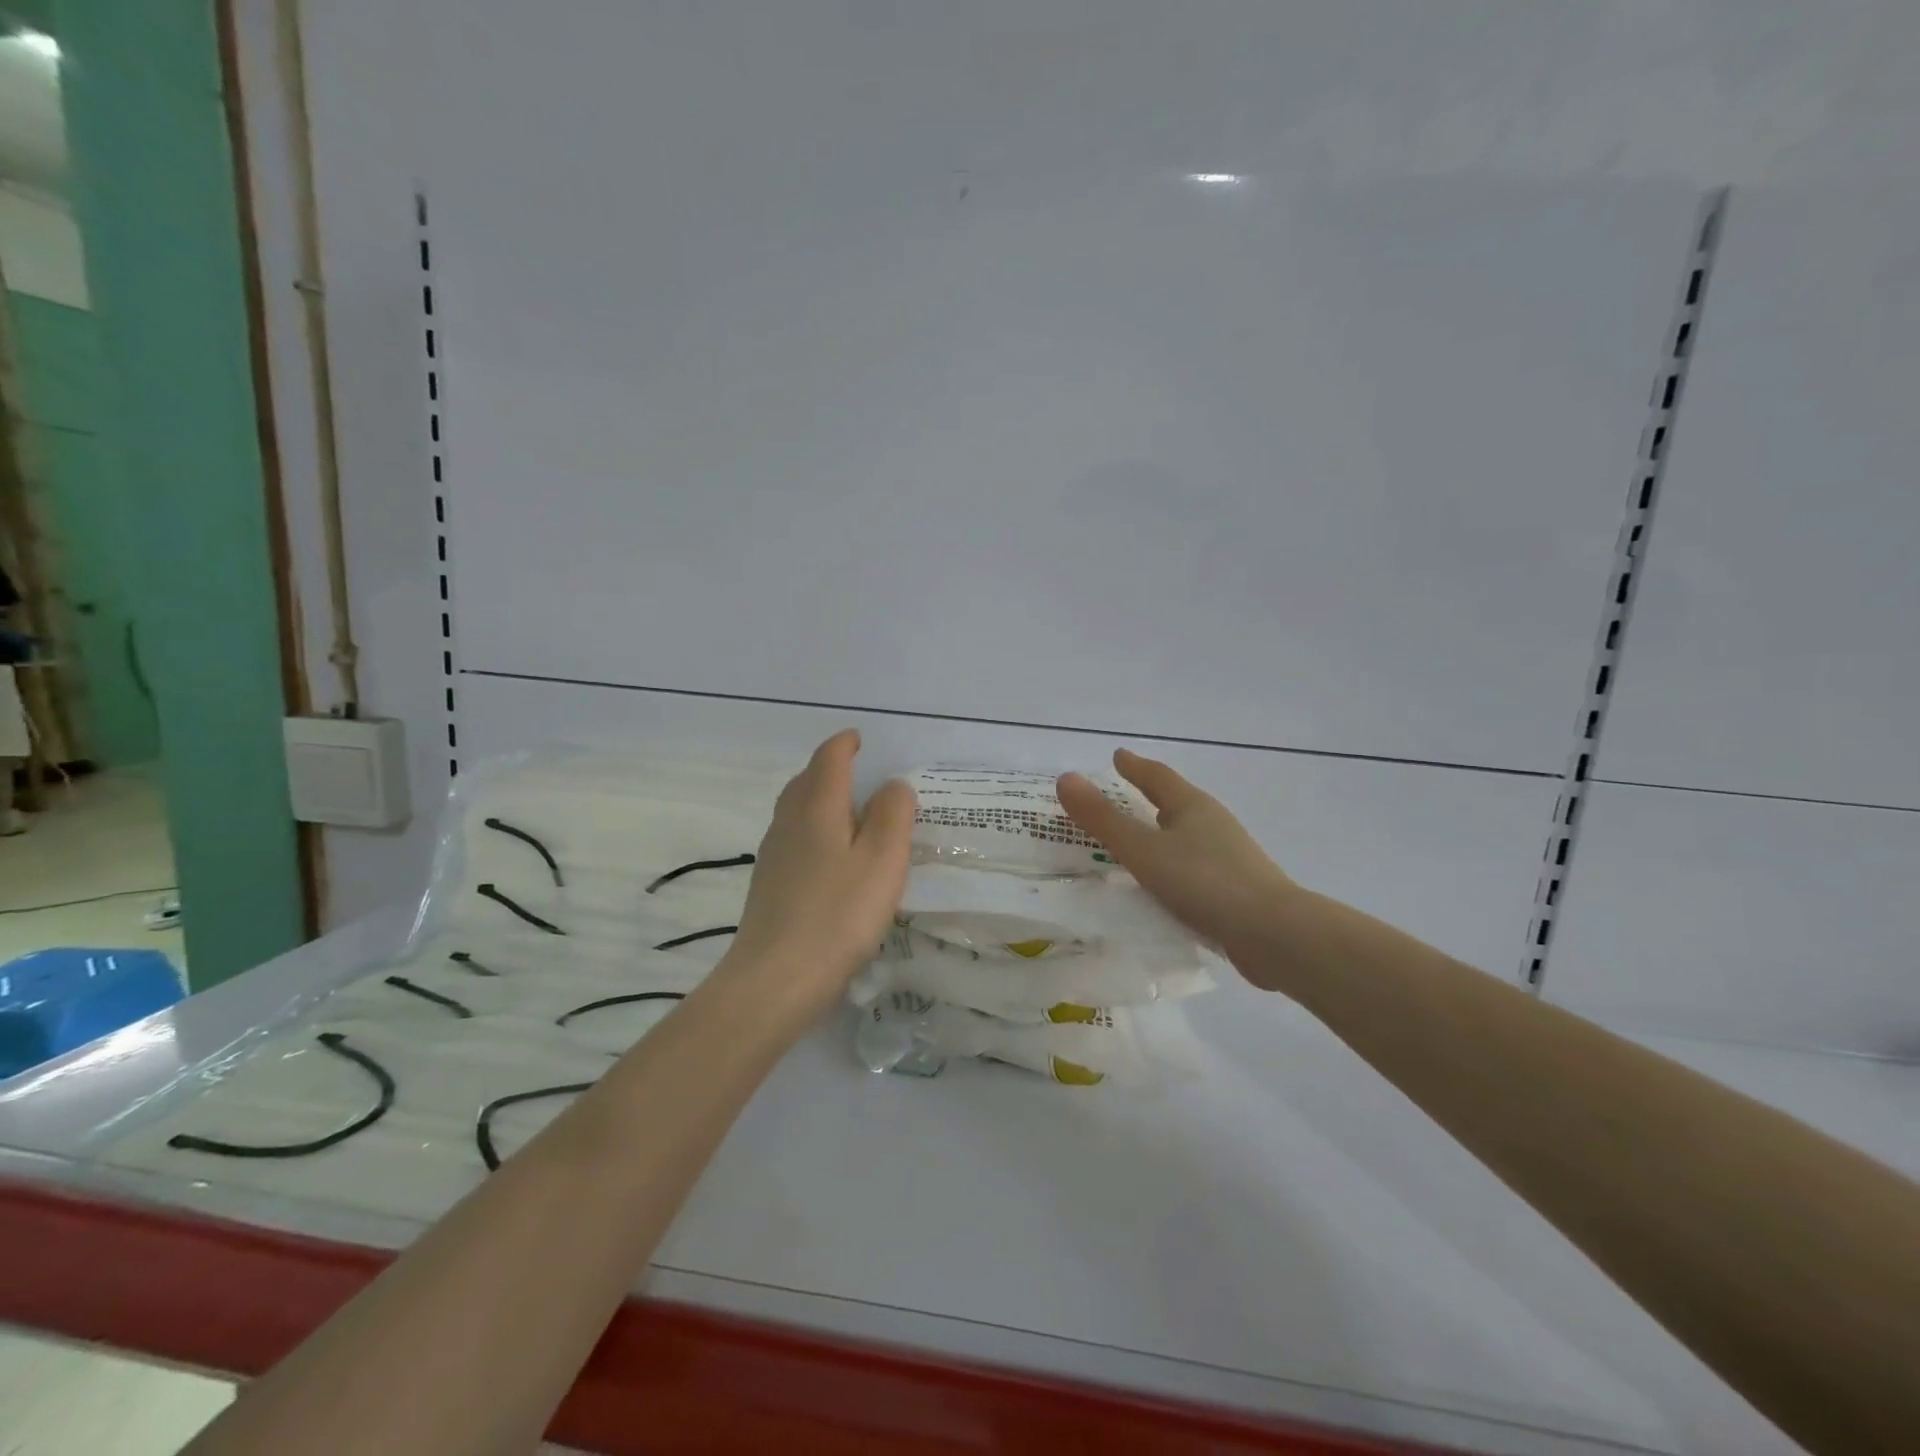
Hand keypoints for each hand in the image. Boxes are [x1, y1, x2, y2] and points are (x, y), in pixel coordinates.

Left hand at [719, 729, 914, 1018]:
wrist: (776, 979)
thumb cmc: (838, 914)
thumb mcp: (883, 860)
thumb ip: (893, 814)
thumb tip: (892, 785)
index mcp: (817, 807)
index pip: (829, 758)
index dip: (846, 744)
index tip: (861, 740)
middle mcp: (789, 821)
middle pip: (807, 780)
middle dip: (831, 769)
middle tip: (860, 774)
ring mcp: (774, 854)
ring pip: (796, 810)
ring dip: (820, 799)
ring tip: (850, 813)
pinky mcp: (770, 884)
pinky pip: (794, 838)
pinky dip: (814, 830)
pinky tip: (831, 857)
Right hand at [1057, 749, 1293, 957]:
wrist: (1274, 935)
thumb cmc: (1204, 882)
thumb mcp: (1144, 850)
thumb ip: (1103, 819)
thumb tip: (1066, 778)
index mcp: (1193, 807)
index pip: (1158, 777)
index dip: (1135, 767)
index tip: (1117, 756)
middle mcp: (1213, 825)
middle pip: (1176, 804)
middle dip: (1149, 799)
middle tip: (1122, 796)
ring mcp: (1229, 858)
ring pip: (1186, 838)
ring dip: (1162, 835)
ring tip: (1137, 843)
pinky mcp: (1235, 891)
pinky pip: (1193, 869)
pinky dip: (1172, 869)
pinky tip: (1162, 888)